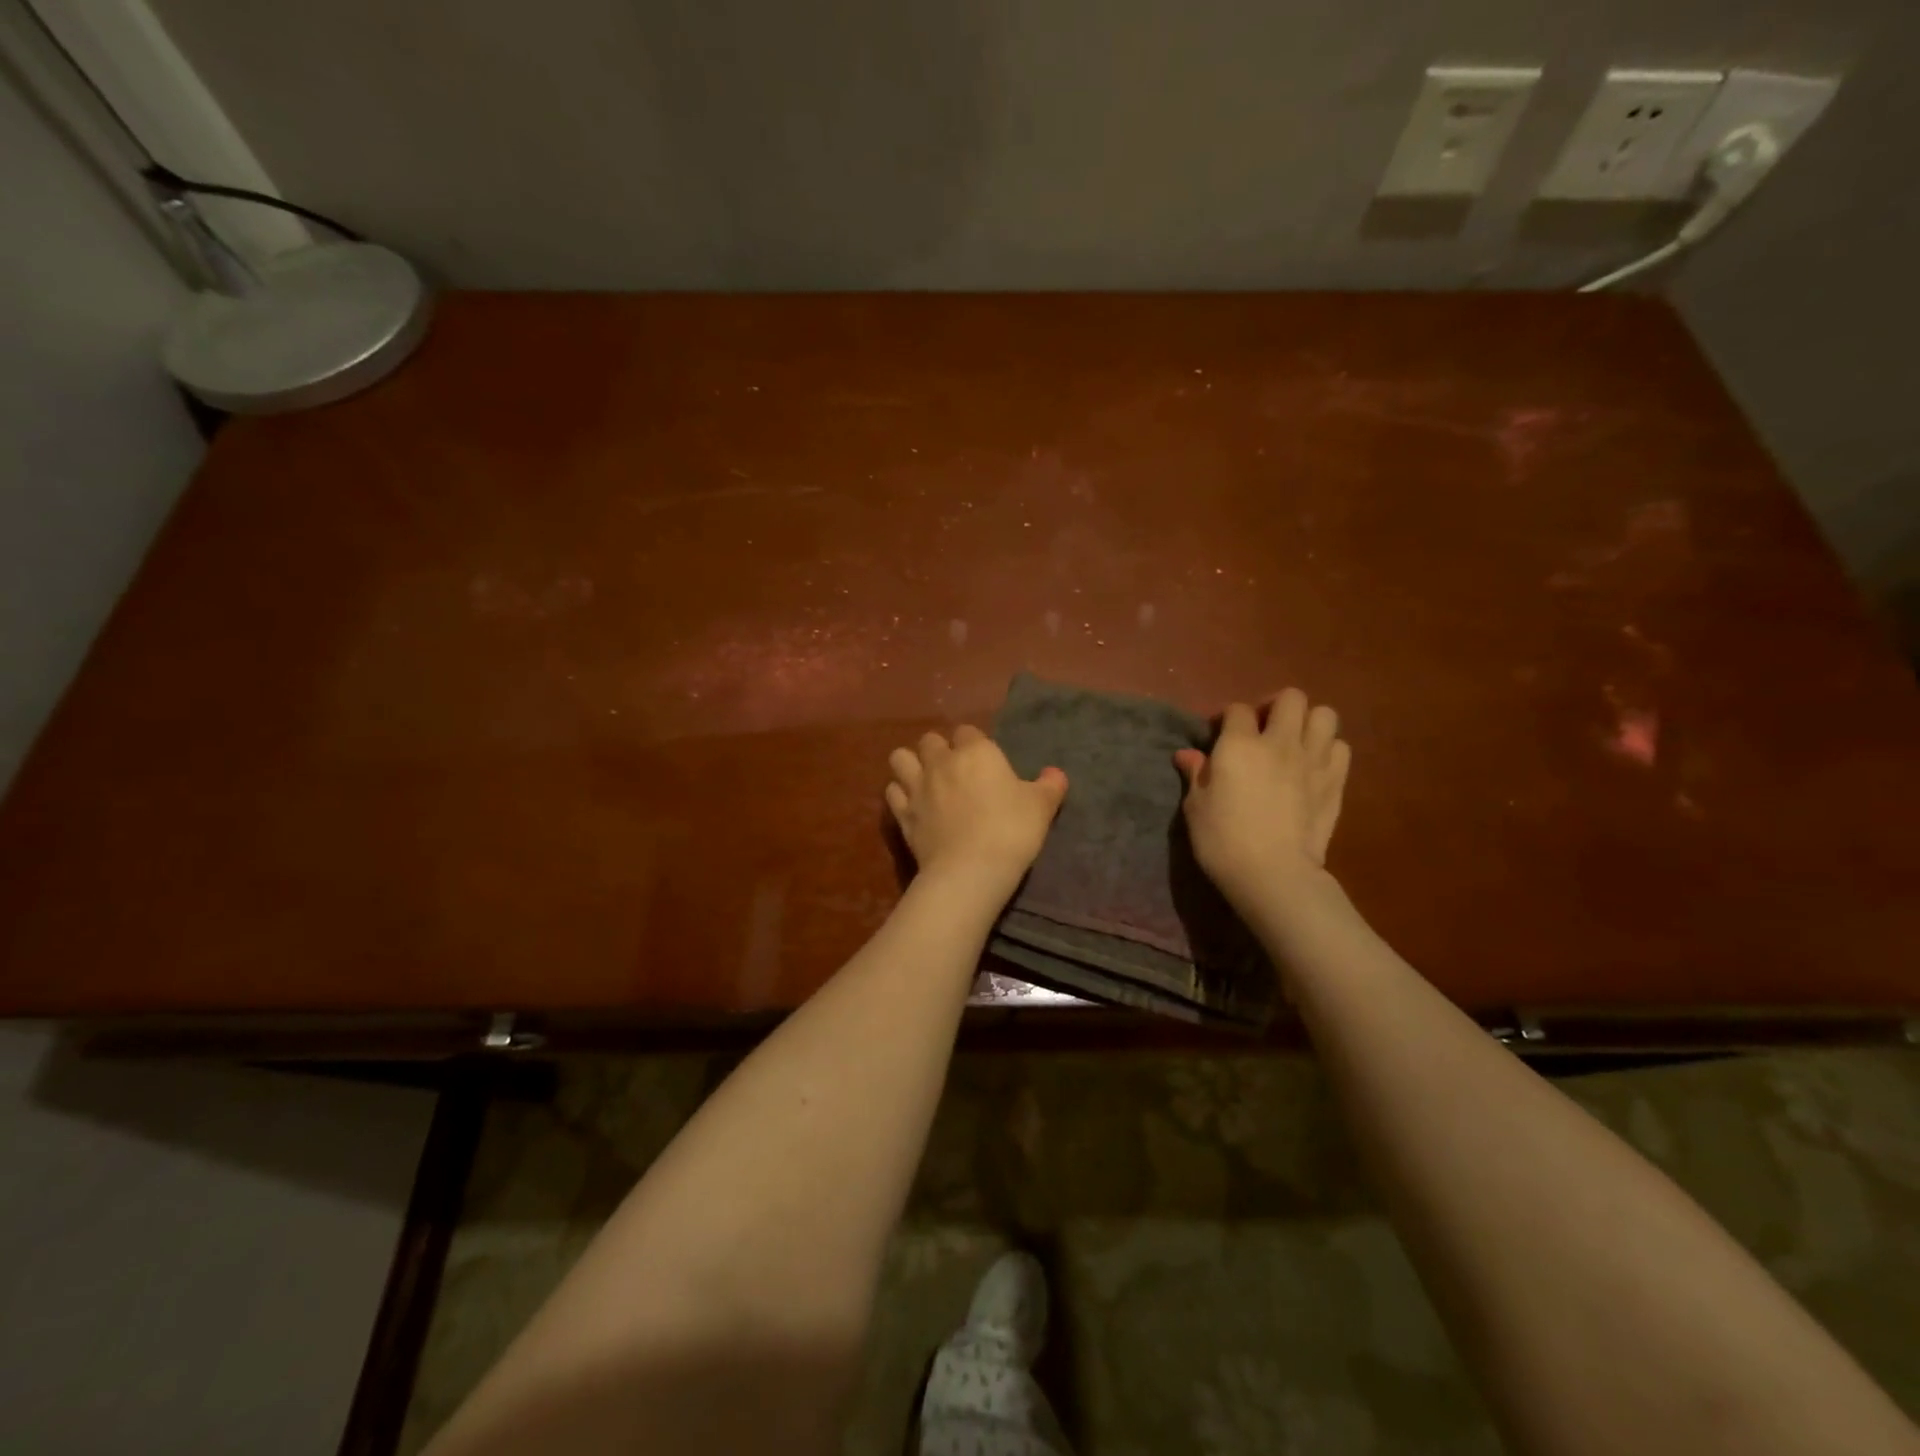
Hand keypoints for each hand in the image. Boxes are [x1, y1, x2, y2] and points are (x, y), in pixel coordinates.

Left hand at [886, 727, 1066, 896]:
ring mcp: (917, 786)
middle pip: (930, 740)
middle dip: (939, 749)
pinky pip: (892, 791)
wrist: (971, 869)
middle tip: (953, 770)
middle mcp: (942, 761)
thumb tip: (1056, 773)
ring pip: (900, 758)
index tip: (984, 761)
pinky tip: (911, 804)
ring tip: (924, 780)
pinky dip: (899, 794)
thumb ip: (1049, 786)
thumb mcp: (1041, 807)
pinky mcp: (902, 813)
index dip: (974, 743)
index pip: (968, 731)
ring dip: (910, 764)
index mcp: (976, 751)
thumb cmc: (1011, 830)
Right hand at [1173, 688, 1350, 906]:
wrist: (1273, 873)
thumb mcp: (1196, 807)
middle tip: (1264, 730)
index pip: (1237, 709)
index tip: (1221, 737)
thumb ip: (1196, 774)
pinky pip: (1340, 747)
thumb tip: (1187, 755)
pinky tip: (1314, 766)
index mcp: (1239, 744)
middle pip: (1290, 698)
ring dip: (1308, 723)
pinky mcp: (1336, 781)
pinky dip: (1328, 750)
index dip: (1228, 719)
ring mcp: (1313, 759)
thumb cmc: (1223, 840)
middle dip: (1276, 708)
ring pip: (1324, 715)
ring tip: (1294, 742)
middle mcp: (1279, 742)